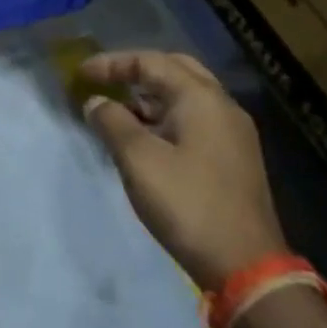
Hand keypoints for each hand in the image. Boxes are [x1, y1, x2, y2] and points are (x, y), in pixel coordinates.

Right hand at [80, 51, 285, 290]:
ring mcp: (232, 134)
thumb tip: (95, 102)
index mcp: (201, 98)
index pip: (151, 62)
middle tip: (105, 82)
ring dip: (150, 97)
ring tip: (116, 111)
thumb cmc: (187, 203)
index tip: (80, 75)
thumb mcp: (138, 160)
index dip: (112, 64)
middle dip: (136, 72)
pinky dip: (165, 117)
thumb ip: (112, 122)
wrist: (246, 265)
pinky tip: (143, 138)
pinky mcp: (233, 159)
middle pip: (175, 70)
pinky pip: (194, 120)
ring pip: (186, 97)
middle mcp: (222, 107)